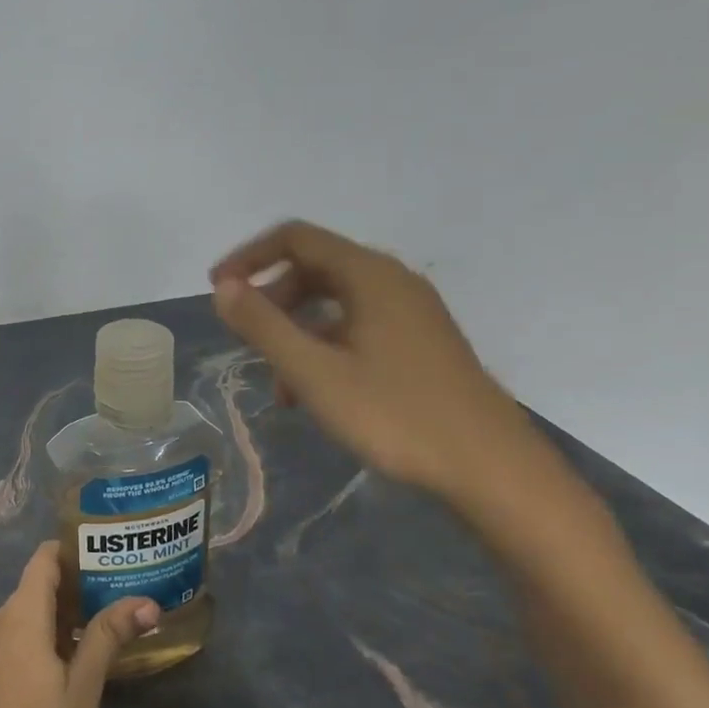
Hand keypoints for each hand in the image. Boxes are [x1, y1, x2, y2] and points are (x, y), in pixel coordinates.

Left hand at [0, 543, 158, 707]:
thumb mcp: (82, 694)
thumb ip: (106, 639)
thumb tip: (145, 600)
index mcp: (19, 618)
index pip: (44, 559)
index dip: (75, 549)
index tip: (113, 553)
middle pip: (38, 585)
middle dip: (80, 584)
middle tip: (125, 592)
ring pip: (29, 614)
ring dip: (65, 614)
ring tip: (110, 624)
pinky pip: (18, 639)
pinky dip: (47, 637)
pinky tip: (75, 661)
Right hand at [210, 219, 539, 509]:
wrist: (491, 469)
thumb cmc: (396, 415)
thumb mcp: (314, 372)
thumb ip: (263, 325)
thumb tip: (223, 287)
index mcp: (369, 275)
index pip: (295, 238)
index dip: (249, 258)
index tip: (217, 290)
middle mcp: (392, 281)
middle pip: (314, 267)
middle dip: (271, 299)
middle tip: (245, 337)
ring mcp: (411, 312)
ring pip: (335, 302)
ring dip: (296, 330)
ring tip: (278, 382)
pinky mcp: (420, 342)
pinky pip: (357, 326)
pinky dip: (325, 346)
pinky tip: (314, 392)